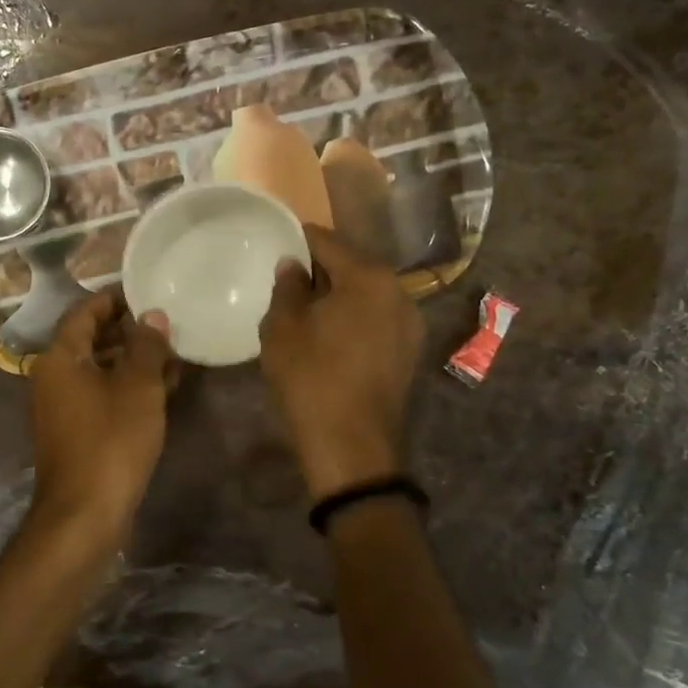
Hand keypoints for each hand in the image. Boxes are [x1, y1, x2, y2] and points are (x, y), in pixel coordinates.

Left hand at [27, 289, 173, 548]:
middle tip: (165, 322)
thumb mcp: (138, 387)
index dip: (113, 300)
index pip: (83, 312)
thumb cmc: (111, 440)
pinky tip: (162, 388)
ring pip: (98, 369)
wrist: (85, 513)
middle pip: (90, 340)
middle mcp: (53, 377)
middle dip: (128, 331)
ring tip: (172, 353)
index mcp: (59, 357)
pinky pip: (100, 395)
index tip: (144, 292)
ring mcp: (61, 407)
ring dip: (132, 360)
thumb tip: (153, 315)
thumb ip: (147, 346)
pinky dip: (126, 387)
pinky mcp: (74, 431)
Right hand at [260, 225, 422, 498]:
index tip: (277, 243)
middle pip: (352, 266)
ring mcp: (410, 323)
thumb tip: (293, 265)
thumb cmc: (311, 378)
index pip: (328, 241)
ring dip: (337, 296)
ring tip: (305, 311)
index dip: (299, 240)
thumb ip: (287, 287)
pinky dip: (353, 318)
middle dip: (320, 270)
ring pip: (365, 294)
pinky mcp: (408, 352)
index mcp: (369, 277)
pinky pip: (375, 319)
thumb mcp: (283, 328)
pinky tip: (329, 336)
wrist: (351, 447)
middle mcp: (399, 291)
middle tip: (286, 281)